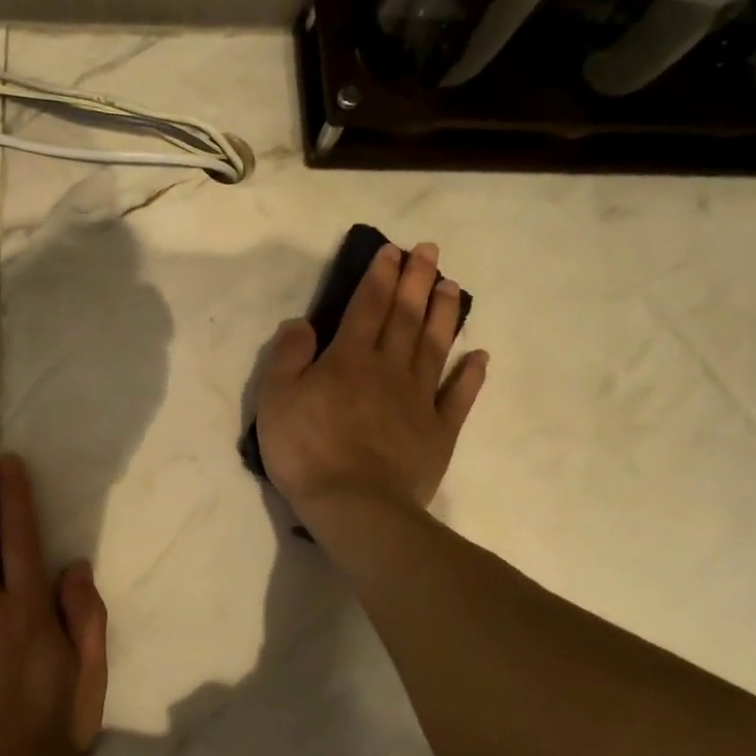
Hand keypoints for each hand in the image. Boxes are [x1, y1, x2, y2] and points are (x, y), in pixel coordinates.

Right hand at [255, 240, 486, 518]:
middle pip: (406, 316)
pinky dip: (470, 375)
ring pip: (435, 346)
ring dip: (444, 313)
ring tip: (452, 287)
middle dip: (416, 280)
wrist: (355, 505)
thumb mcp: (276, 398)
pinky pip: (458, 396)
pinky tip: (479, 356)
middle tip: (430, 251)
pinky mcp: (438, 431)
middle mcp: (389, 368)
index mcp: (349, 358)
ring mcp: (419, 399)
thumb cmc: (306, 450)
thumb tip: (301, 322)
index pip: (368, 306)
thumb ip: (288, 355)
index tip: (392, 251)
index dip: (379, 276)